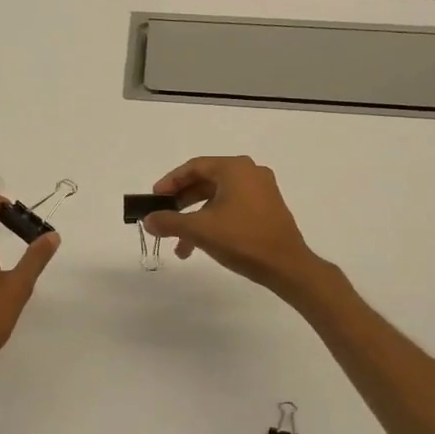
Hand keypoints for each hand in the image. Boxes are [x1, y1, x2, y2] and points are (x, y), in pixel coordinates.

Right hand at [141, 156, 324, 295]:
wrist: (287, 266)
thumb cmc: (242, 239)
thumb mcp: (199, 229)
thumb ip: (169, 222)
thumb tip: (147, 220)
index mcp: (235, 168)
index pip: (194, 167)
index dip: (170, 182)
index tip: (155, 198)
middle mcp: (250, 172)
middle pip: (206, 181)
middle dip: (182, 202)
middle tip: (164, 216)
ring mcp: (262, 190)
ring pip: (218, 198)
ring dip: (196, 217)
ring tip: (180, 243)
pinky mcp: (268, 208)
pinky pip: (232, 207)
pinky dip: (214, 221)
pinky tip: (201, 244)